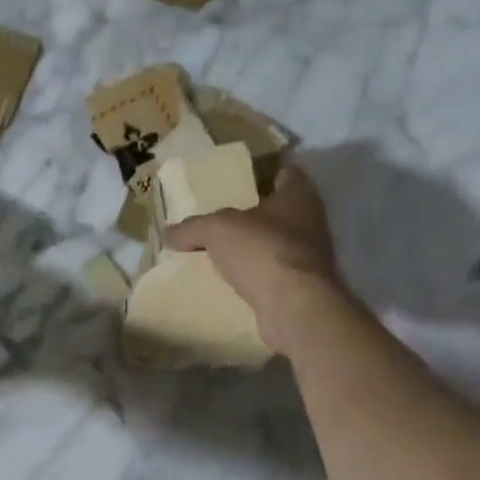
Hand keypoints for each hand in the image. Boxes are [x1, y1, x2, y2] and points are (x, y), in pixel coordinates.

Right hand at [165, 162, 345, 352]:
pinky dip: (253, 274)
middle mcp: (310, 222)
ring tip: (219, 249)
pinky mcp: (302, 286)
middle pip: (279, 210)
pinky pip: (271, 273)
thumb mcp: (215, 229)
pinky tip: (228, 279)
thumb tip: (169, 234)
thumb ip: (192, 227)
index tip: (240, 178)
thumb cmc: (262, 251)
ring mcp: (309, 256)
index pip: (287, 173)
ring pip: (274, 243)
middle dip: (253, 213)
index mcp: (298, 197)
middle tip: (219, 214)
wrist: (294, 307)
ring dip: (252, 246)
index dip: (265, 172)